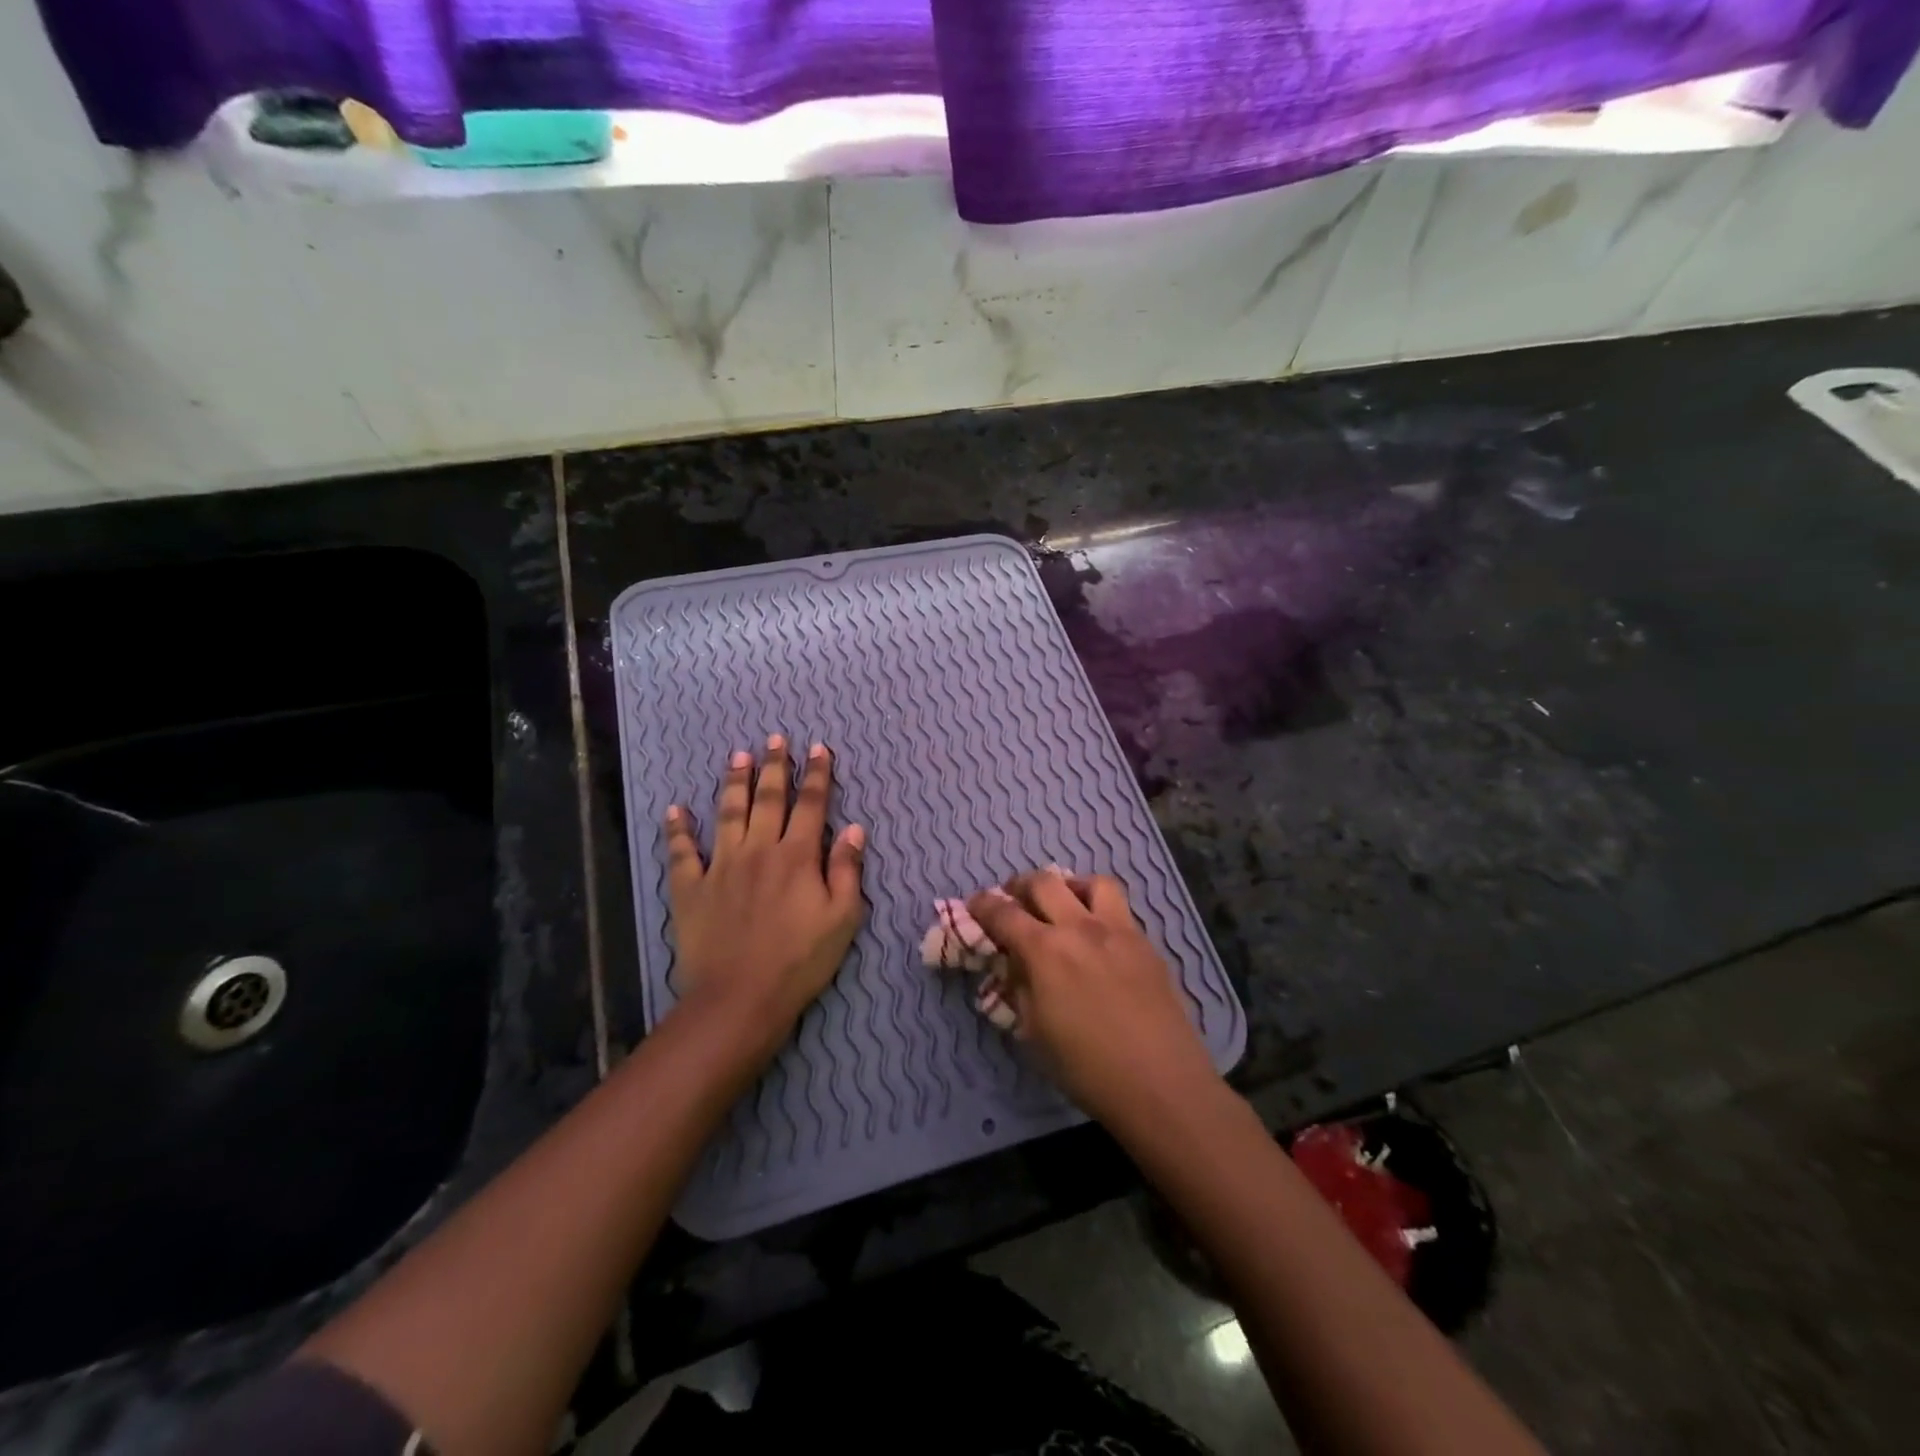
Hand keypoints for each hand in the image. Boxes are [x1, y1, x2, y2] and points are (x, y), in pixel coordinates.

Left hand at [663, 735, 865, 1057]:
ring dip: (734, 782)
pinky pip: (682, 852)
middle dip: (775, 766)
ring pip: (728, 813)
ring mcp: (721, 866)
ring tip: (738, 755)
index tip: (819, 748)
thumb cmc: (801, 960)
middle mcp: (759, 850)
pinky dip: (678, 830)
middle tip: (775, 738)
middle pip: (769, 798)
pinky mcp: (691, 888)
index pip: (811, 804)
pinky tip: (675, 810)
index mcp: (798, 856)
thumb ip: (848, 869)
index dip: (817, 774)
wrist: (740, 998)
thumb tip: (855, 828)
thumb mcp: (843, 918)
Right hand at [966, 868, 1219, 1124]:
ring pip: (1091, 882)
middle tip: (1013, 899)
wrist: (1161, 1084)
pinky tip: (1096, 937)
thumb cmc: (1087, 1068)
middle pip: (1044, 882)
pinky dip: (1098, 909)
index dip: (983, 905)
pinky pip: (1119, 909)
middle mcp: (1080, 928)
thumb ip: (1019, 986)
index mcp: (1045, 951)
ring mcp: (1119, 931)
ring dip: (1068, 885)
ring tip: (1062, 903)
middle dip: (1020, 885)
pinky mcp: (1146, 943)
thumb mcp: (1034, 1031)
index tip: (974, 903)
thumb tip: (1014, 963)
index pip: (1004, 913)